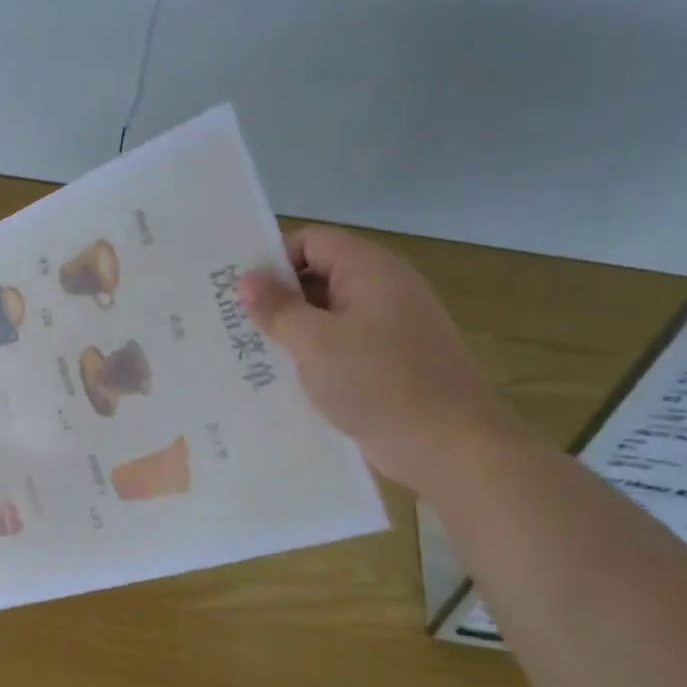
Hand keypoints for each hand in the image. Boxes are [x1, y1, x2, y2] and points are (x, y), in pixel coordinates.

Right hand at [239, 227, 525, 494]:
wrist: (449, 446)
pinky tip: (290, 378)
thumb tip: (246, 280)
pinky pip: (346, 343)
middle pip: (321, 274)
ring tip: (254, 352)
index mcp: (370, 269)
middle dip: (280, 297)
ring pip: (331, 313)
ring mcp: (394, 325)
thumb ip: (277, 308)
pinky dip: (318, 354)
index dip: (274, 259)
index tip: (241, 292)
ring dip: (296, 329)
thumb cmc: (377, 383)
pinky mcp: (394, 360)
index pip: (311, 241)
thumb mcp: (314, 343)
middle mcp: (386, 287)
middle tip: (237, 323)